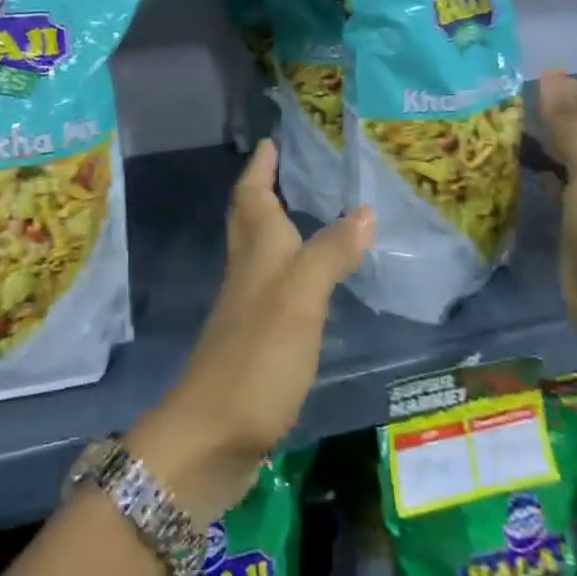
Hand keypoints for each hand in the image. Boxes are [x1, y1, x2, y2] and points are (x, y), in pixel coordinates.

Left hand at [132, 140, 373, 521]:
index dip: (260, 165)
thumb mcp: (301, 298)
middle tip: (292, 167)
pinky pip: (274, 286)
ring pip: (261, 250)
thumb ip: (330, 253)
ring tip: (310, 212)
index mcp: (257, 250)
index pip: (252, 193)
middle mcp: (248, 270)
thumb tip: (364, 210)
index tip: (271, 139)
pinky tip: (313, 281)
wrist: (211, 436)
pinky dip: (291, 269)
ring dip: (279, 226)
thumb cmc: (257, 355)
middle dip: (266, 188)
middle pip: (251, 218)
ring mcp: (248, 306)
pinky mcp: (256, 340)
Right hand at [536, 72, 576, 349]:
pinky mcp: (571, 219)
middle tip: (515, 102)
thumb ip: (568, 122)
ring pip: (566, 156)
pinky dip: (536, 170)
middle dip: (557, 113)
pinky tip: (512, 168)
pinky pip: (553, 184)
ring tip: (506, 128)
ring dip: (543, 141)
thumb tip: (550, 74)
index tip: (542, 81)